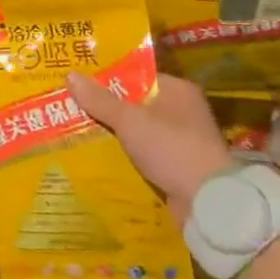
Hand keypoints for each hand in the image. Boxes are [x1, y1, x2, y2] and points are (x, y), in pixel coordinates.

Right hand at [68, 72, 231, 225]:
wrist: (208, 202)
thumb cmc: (171, 149)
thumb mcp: (130, 120)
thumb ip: (100, 100)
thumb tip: (71, 75)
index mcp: (177, 90)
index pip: (136, 75)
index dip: (107, 77)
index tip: (79, 80)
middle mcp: (183, 111)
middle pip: (135, 102)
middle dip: (106, 106)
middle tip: (72, 104)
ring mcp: (182, 140)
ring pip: (138, 129)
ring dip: (114, 132)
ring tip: (77, 128)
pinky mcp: (179, 165)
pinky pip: (144, 152)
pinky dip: (125, 153)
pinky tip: (99, 154)